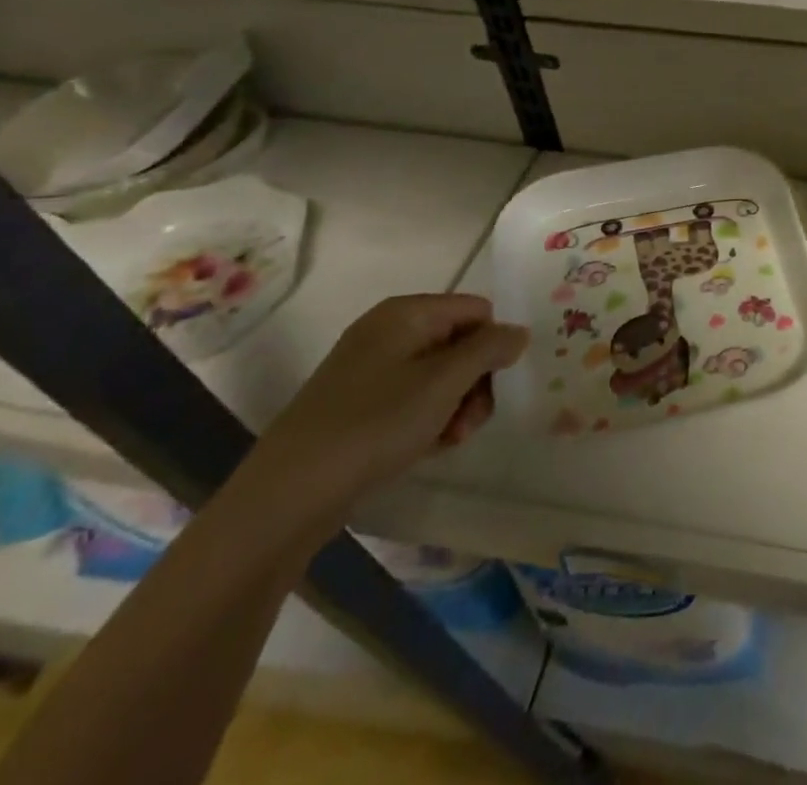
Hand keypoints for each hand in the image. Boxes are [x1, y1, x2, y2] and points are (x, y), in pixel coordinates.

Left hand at [242, 294, 527, 523]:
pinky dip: (429, 420)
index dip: (493, 345)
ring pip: (441, 375)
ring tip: (448, 439)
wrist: (287, 496)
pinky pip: (413, 399)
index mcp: (407, 312)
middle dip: (476, 382)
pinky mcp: (359, 404)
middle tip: (470, 421)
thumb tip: (518, 332)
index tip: (494, 385)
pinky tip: (426, 447)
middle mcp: (389, 331)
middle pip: (461, 343)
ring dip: (456, 406)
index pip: (478, 311)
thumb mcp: (445, 381)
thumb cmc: (375, 424)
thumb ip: (491, 348)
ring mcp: (371, 369)